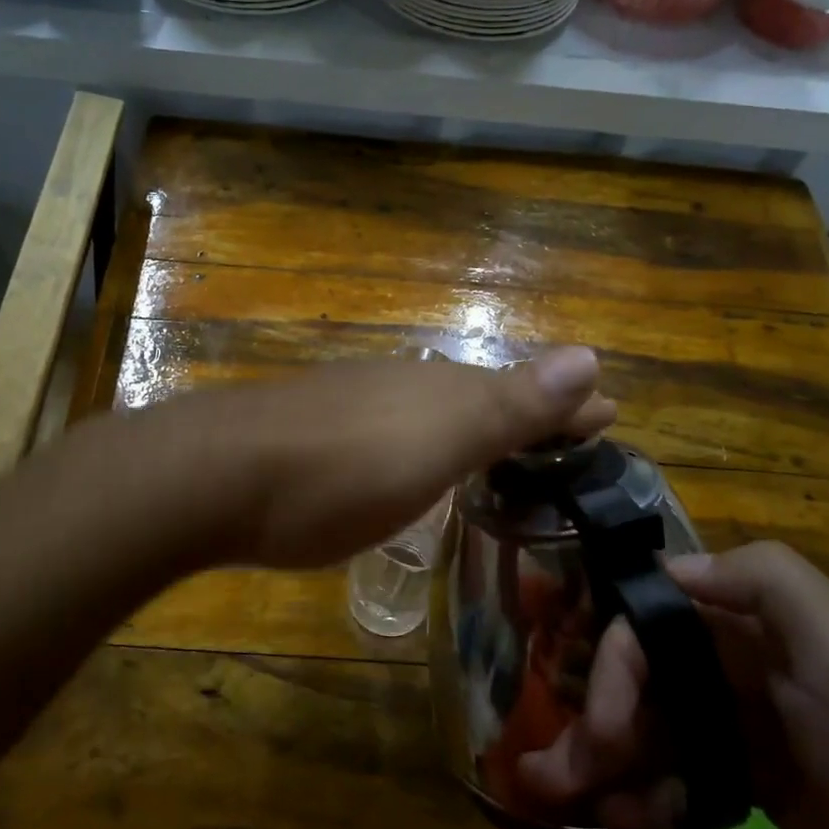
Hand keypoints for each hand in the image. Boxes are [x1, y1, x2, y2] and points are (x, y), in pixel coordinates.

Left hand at [200, 347, 614, 568]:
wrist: (217, 475)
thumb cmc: (341, 472)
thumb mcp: (437, 443)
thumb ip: (509, 404)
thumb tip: (592, 354)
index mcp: (442, 391)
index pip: (526, 393)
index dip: (569, 409)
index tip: (611, 417)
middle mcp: (404, 387)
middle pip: (483, 395)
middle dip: (530, 413)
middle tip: (568, 434)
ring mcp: (357, 405)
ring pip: (436, 409)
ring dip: (478, 425)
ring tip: (506, 448)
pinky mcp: (320, 432)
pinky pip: (395, 429)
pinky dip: (427, 442)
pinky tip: (417, 460)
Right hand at [520, 542, 828, 828]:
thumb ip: (765, 581)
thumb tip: (672, 566)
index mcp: (752, 624)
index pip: (651, 620)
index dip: (610, 661)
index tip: (595, 721)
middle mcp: (737, 665)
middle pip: (639, 677)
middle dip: (594, 719)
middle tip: (554, 776)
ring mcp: (739, 727)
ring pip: (649, 727)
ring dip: (603, 759)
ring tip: (566, 800)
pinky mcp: (746, 784)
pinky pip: (674, 776)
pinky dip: (645, 795)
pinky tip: (629, 823)